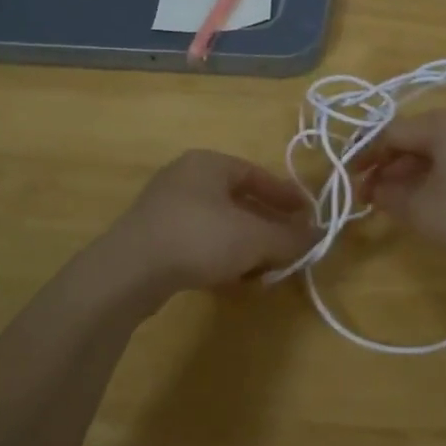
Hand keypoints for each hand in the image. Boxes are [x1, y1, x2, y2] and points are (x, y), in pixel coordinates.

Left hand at [100, 150, 315, 302]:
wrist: (128, 272)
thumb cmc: (199, 238)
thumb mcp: (254, 238)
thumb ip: (289, 237)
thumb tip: (317, 236)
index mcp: (208, 163)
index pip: (257, 174)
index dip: (287, 197)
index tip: (309, 217)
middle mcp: (185, 178)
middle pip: (238, 201)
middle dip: (267, 226)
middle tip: (290, 246)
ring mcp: (165, 208)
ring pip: (219, 225)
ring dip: (245, 247)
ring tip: (265, 271)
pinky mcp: (152, 239)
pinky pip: (198, 243)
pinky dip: (220, 258)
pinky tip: (233, 282)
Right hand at [362, 110, 445, 266]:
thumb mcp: (425, 212)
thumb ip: (391, 198)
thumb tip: (375, 189)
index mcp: (441, 125)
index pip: (390, 133)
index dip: (365, 157)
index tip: (350, 183)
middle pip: (416, 139)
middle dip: (390, 168)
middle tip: (374, 197)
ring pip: (442, 152)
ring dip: (416, 175)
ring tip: (403, 203)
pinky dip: (443, 177)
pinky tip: (443, 203)